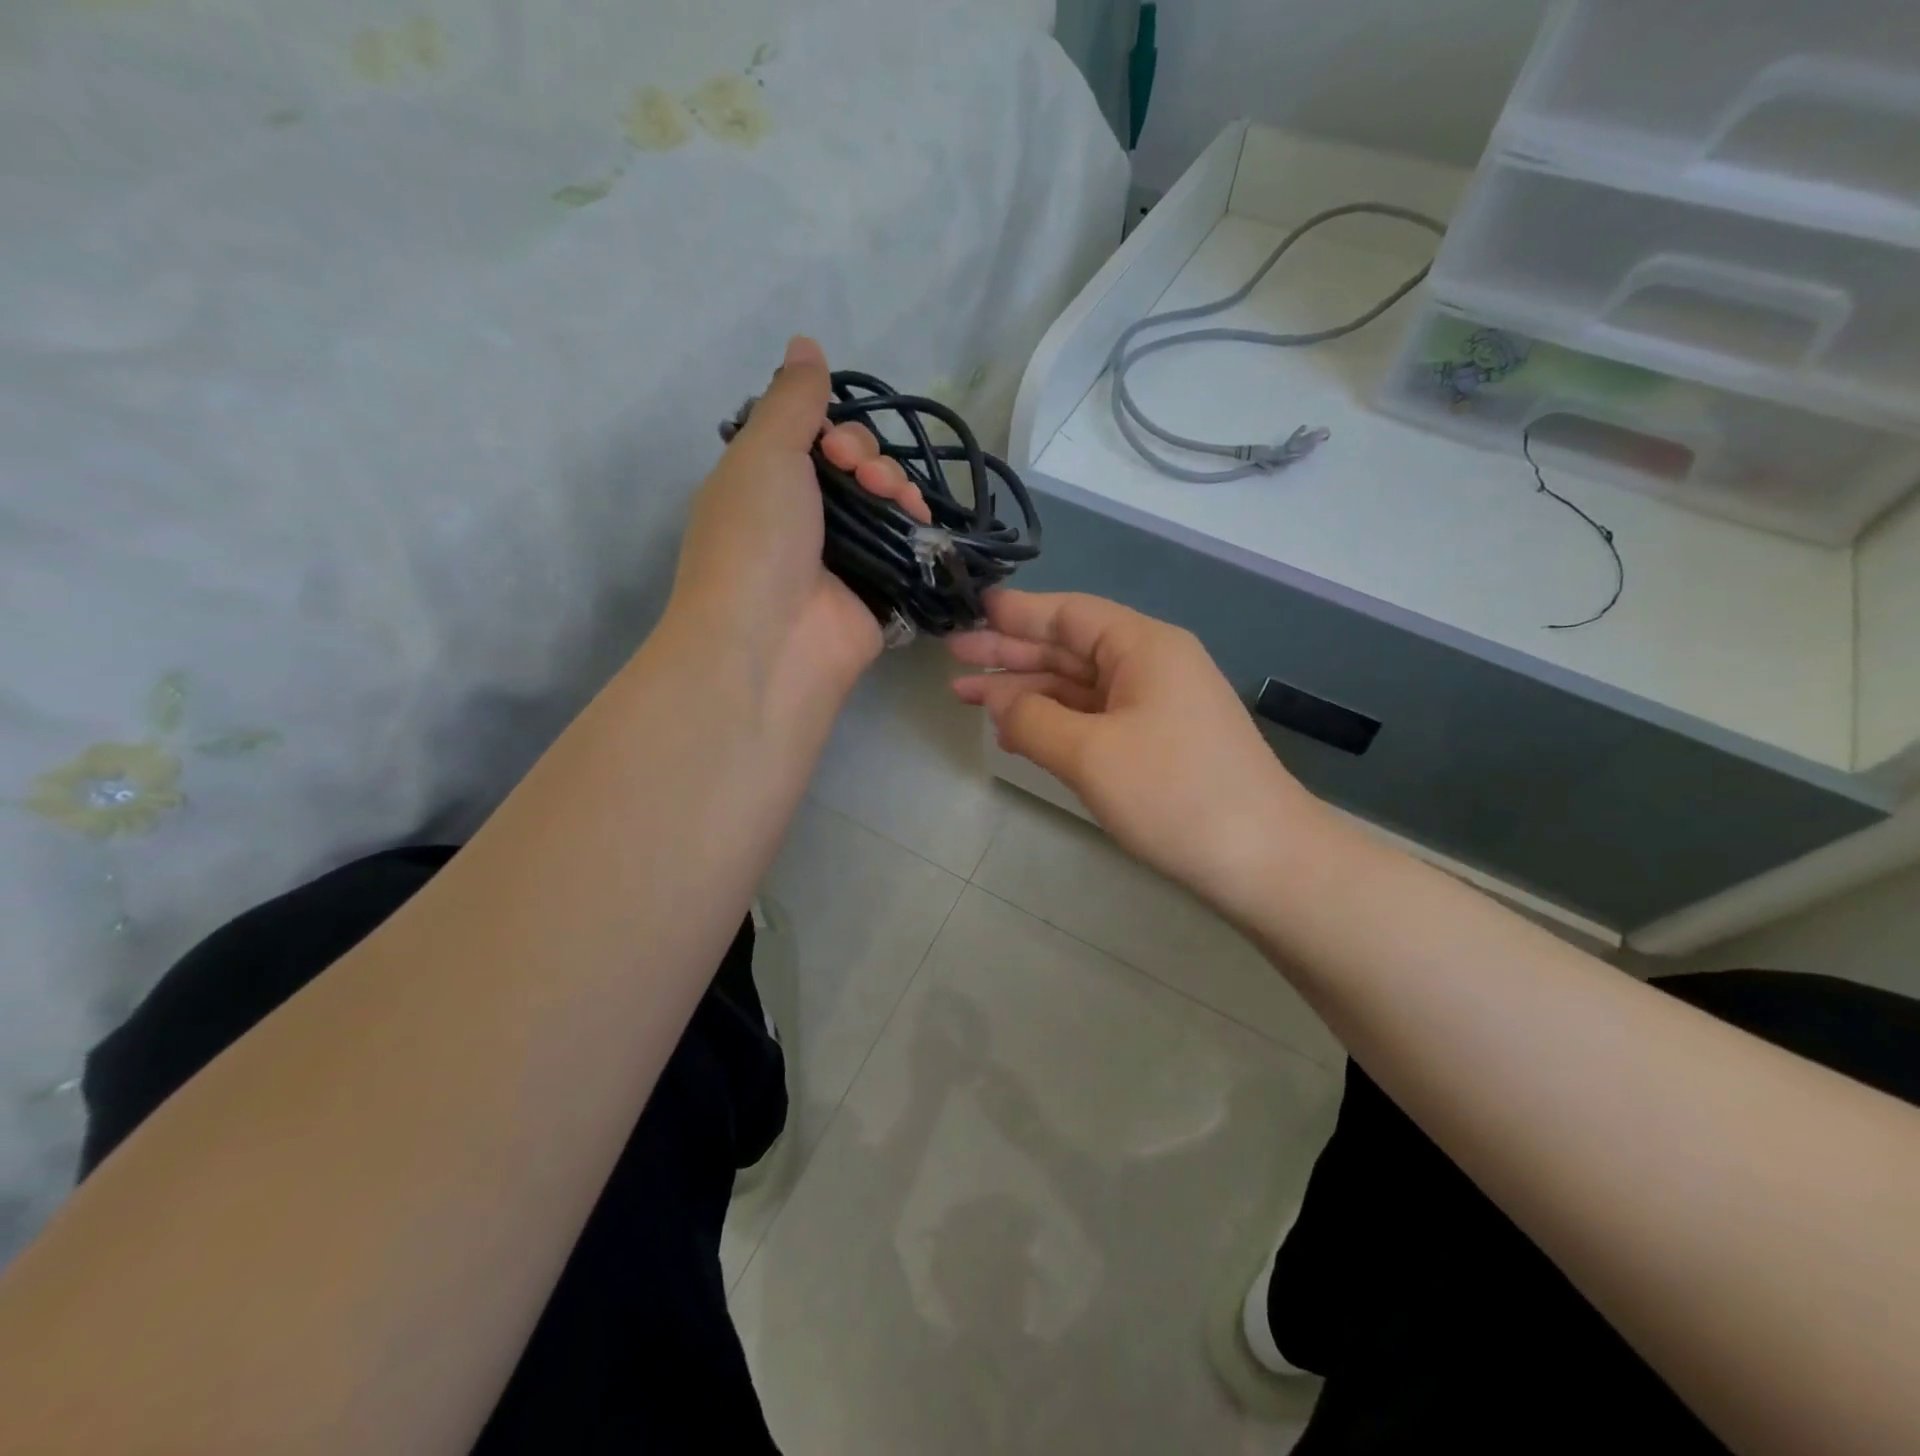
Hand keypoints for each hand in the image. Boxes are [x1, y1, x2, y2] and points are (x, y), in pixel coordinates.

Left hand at [668, 336, 928, 705]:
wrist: (771, 641)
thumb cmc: (756, 539)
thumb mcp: (764, 452)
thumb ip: (792, 399)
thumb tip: (806, 343)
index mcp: (766, 484)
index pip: (815, 439)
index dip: (838, 431)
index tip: (839, 446)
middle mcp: (803, 520)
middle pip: (856, 469)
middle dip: (873, 460)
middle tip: (867, 478)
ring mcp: (841, 560)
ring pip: (885, 506)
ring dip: (898, 491)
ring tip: (901, 505)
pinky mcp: (875, 594)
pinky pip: (904, 550)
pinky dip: (918, 533)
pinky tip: (924, 526)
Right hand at [950, 590, 1323, 907]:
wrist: (1263, 861)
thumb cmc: (1175, 795)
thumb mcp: (1090, 754)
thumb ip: (1032, 720)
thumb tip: (998, 701)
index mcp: (1143, 647)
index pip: (1068, 614)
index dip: (1016, 614)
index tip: (970, 612)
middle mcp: (1151, 665)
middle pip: (1069, 649)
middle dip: (1010, 655)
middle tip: (953, 659)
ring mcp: (1156, 706)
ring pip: (1078, 687)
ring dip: (1026, 693)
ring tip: (969, 699)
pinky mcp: (1157, 743)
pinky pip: (1094, 719)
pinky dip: (1054, 723)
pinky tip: (1017, 734)